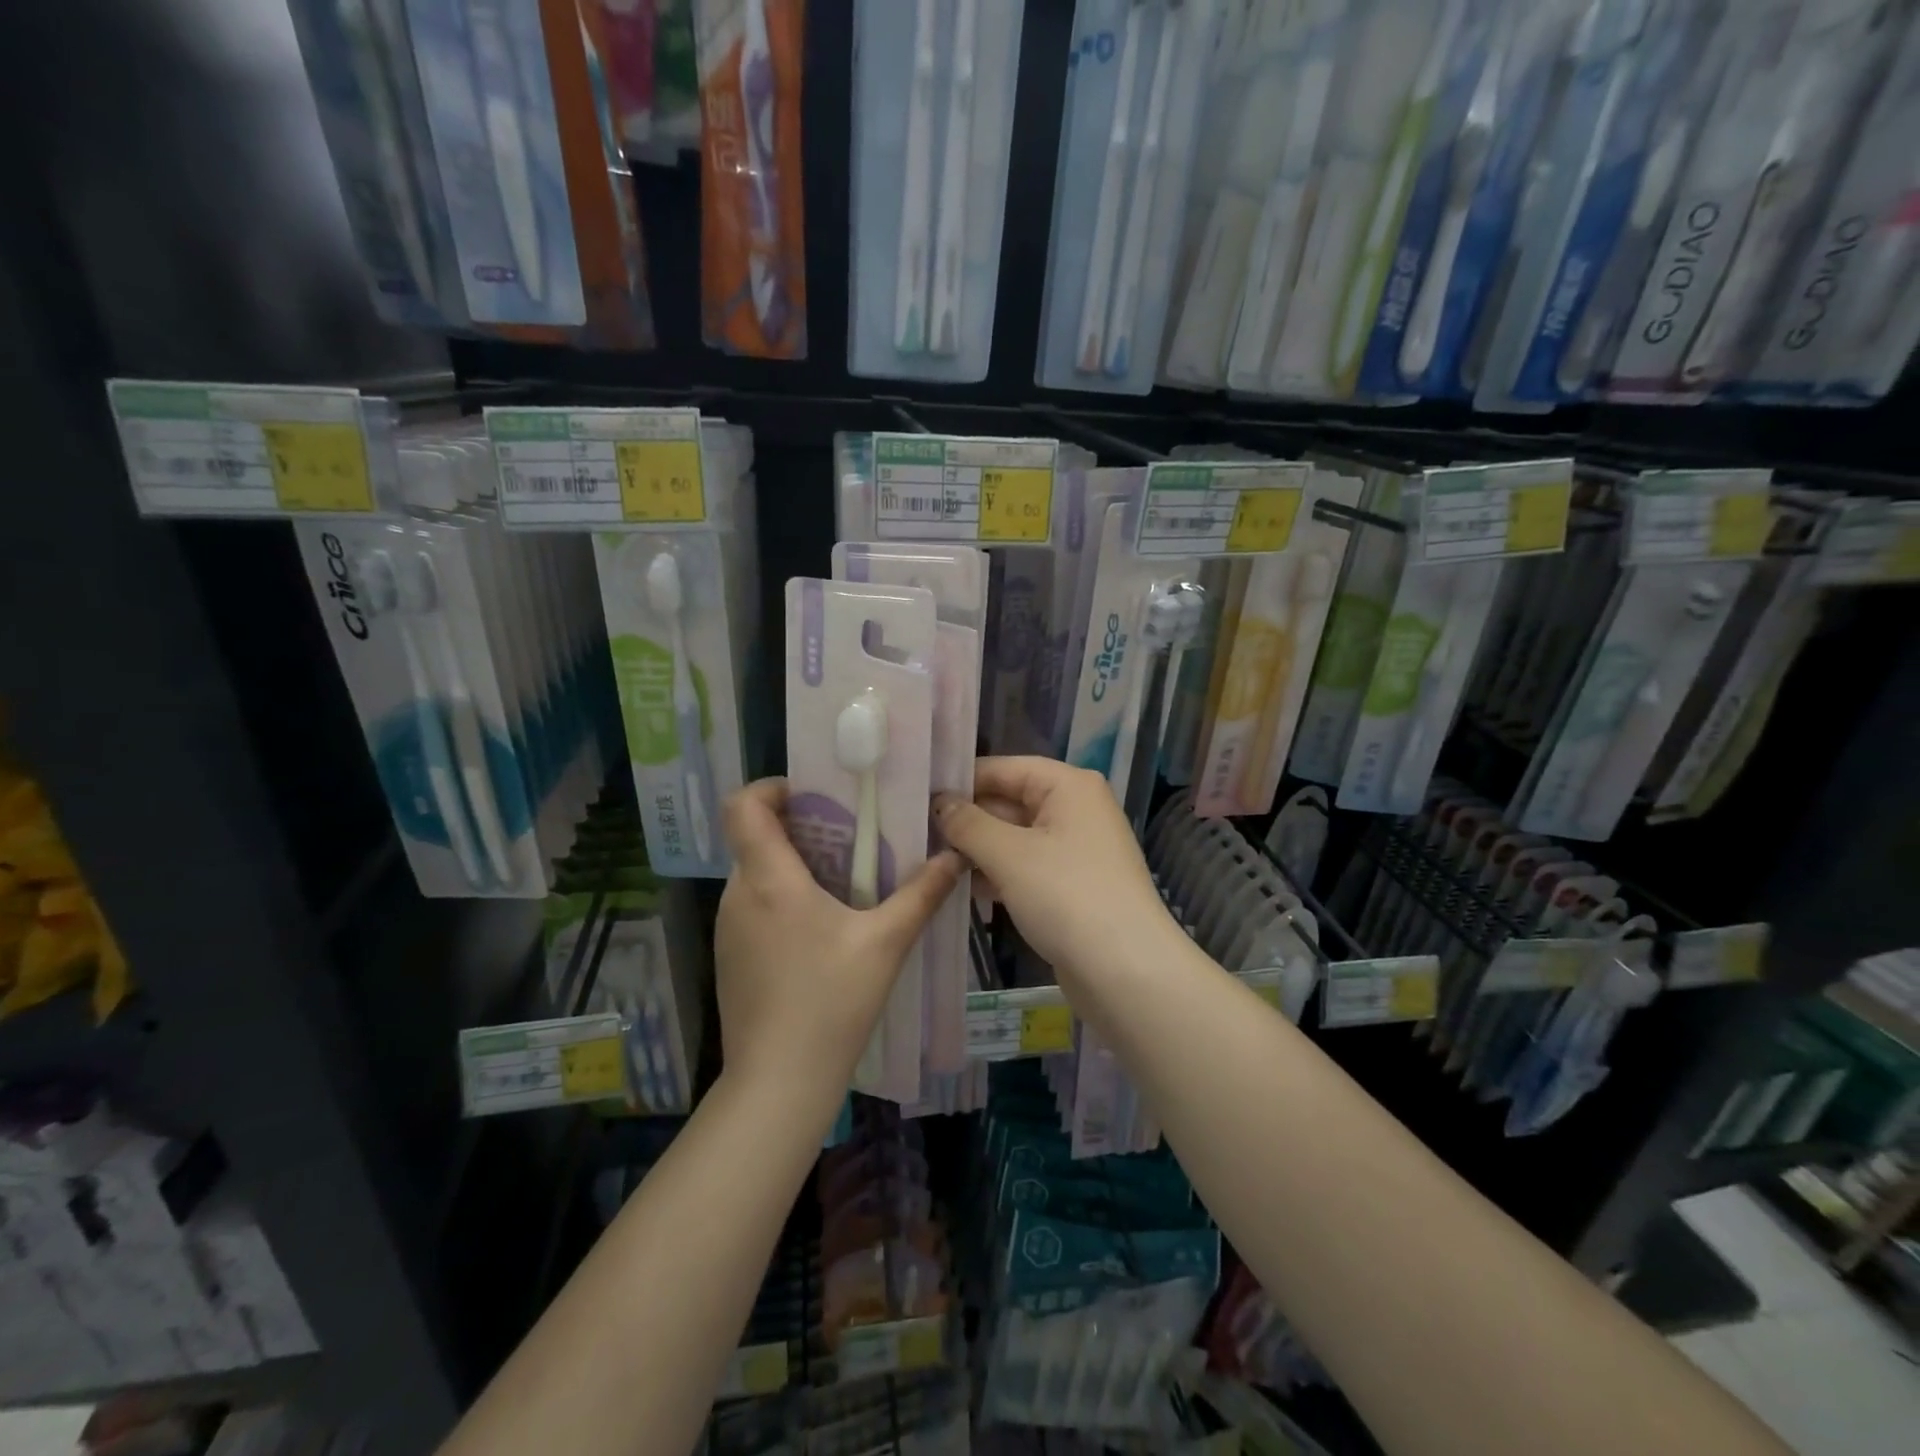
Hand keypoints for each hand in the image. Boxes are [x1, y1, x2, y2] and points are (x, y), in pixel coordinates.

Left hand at [714, 779, 961, 1101]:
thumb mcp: (886, 943)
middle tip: (847, 838)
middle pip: (755, 837)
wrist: (778, 1082)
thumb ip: (921, 894)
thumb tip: (953, 856)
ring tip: (841, 882)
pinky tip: (820, 929)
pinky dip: (781, 898)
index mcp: (769, 879)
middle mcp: (739, 895)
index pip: (743, 806)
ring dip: (792, 865)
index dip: (771, 788)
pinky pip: (753, 905)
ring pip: (755, 873)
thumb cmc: (831, 1002)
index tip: (811, 795)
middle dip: (798, 828)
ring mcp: (729, 928)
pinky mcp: (730, 956)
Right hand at [934, 757, 1181, 983]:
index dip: (962, 781)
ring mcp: (1075, 848)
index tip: (917, 796)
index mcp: (1069, 786)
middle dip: (967, 818)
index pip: (1004, 768)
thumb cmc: (1066, 896)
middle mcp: (1076, 808)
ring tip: (930, 860)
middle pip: (1009, 801)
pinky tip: (963, 887)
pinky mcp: (1071, 884)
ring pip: (1015, 837)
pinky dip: (998, 873)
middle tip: (916, 832)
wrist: (1126, 971)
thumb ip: (968, 824)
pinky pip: (1026, 866)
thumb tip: (940, 803)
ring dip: (978, 849)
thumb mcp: (1008, 855)